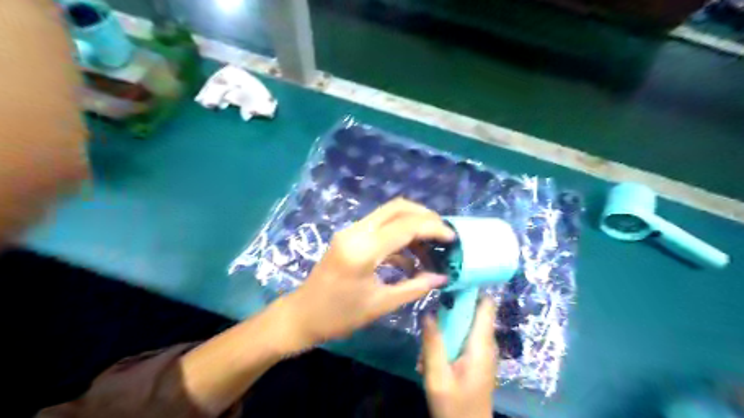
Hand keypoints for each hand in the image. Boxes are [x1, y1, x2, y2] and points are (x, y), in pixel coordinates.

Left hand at [285, 199, 453, 348]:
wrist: (302, 315)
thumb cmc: (339, 316)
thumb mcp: (380, 304)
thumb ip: (414, 287)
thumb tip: (442, 277)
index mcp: (363, 249)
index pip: (405, 226)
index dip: (433, 228)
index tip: (453, 238)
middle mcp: (357, 231)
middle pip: (397, 208)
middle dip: (424, 216)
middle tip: (443, 234)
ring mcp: (351, 232)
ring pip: (389, 215)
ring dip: (412, 226)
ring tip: (431, 250)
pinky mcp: (350, 237)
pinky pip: (380, 228)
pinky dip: (399, 237)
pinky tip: (412, 259)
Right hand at [420, 297, 495, 417]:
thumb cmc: (455, 407)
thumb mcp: (438, 377)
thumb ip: (433, 343)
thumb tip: (427, 312)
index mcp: (481, 344)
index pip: (486, 305)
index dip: (473, 287)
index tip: (453, 276)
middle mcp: (486, 344)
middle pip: (473, 312)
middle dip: (452, 307)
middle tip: (431, 308)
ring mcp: (482, 352)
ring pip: (465, 325)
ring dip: (446, 326)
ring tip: (427, 340)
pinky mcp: (476, 360)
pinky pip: (463, 339)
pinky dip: (448, 340)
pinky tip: (432, 357)